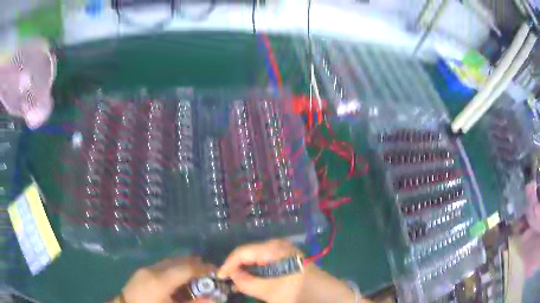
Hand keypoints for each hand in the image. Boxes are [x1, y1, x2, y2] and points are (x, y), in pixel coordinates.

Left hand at [119, 256, 213, 302]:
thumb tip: (213, 298)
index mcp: (160, 281)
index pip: (186, 268)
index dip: (204, 269)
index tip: (217, 272)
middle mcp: (153, 270)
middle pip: (178, 261)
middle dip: (196, 266)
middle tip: (208, 276)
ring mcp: (146, 269)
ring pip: (170, 262)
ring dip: (185, 267)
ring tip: (194, 278)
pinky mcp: (142, 271)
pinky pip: (163, 266)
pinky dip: (174, 270)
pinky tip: (178, 282)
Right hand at [218, 239, 359, 302]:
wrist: (326, 294)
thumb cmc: (300, 292)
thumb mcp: (270, 292)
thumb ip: (247, 283)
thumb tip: (232, 276)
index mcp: (274, 249)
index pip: (243, 252)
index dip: (228, 264)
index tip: (219, 278)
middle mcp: (278, 244)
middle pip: (248, 253)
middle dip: (236, 267)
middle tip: (228, 281)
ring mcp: (283, 250)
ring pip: (256, 257)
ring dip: (246, 269)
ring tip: (238, 282)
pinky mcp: (286, 257)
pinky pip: (265, 261)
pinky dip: (256, 270)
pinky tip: (253, 279)